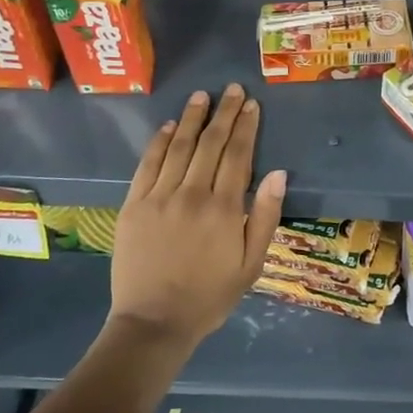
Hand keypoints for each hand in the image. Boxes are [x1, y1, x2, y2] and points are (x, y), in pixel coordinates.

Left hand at [109, 83, 286, 348]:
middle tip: (232, 89)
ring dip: (192, 118)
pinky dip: (159, 142)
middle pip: (211, 144)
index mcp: (224, 208)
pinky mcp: (134, 205)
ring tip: (202, 96)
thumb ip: (264, 216)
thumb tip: (278, 174)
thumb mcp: (252, 263)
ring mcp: (159, 197)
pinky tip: (168, 126)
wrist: (154, 322)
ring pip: (179, 147)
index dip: (246, 127)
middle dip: (224, 113)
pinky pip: (148, 165)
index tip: (251, 104)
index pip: (238, 155)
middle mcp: (192, 194)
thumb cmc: (210, 296)